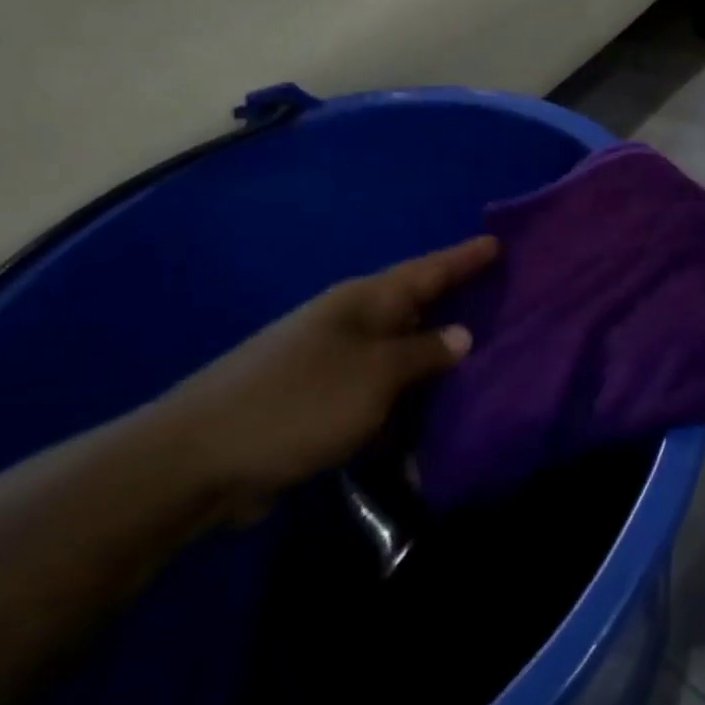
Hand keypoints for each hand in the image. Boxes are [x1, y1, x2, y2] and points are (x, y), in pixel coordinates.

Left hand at [149, 236, 498, 523]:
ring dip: (436, 368)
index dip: (465, 258)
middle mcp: (352, 324)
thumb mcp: (373, 376)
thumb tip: (462, 334)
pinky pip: (381, 398)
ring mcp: (335, 364)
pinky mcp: (323, 404)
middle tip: (507, 306)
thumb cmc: (297, 402)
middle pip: (417, 310)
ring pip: (402, 358)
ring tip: (485, 371)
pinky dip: (406, 409)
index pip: (428, 271)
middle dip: (459, 309)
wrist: (198, 460)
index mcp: (364, 302)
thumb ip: (423, 355)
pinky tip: (432, 429)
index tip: (499, 244)